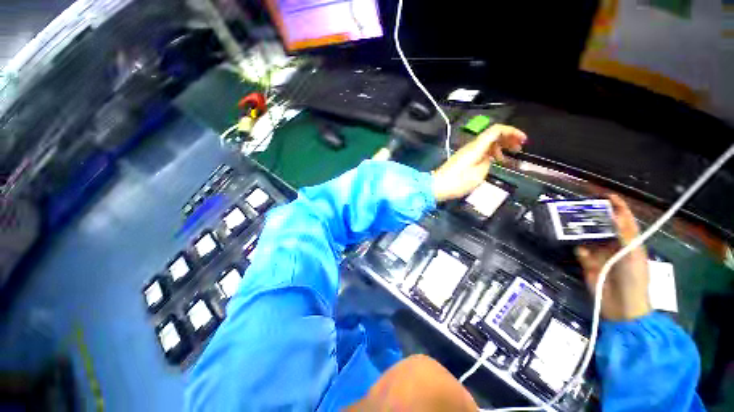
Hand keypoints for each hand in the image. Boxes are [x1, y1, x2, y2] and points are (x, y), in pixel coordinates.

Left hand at [431, 124, 526, 201]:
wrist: (436, 187)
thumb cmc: (457, 182)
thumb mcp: (478, 175)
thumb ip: (487, 163)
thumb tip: (489, 158)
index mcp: (476, 147)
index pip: (495, 130)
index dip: (511, 131)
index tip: (523, 140)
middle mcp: (470, 147)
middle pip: (491, 136)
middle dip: (507, 139)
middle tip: (519, 149)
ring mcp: (465, 153)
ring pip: (486, 144)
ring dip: (499, 148)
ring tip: (508, 158)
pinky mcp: (462, 159)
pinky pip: (480, 152)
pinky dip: (490, 154)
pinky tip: (494, 162)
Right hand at [574, 195, 651, 320]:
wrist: (622, 306)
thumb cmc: (634, 279)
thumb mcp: (633, 254)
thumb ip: (623, 234)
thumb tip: (613, 213)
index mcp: (630, 242)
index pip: (624, 219)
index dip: (617, 206)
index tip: (606, 195)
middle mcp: (614, 245)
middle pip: (602, 226)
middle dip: (593, 216)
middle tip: (579, 206)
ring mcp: (599, 254)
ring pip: (588, 236)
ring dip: (581, 230)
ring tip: (570, 220)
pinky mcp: (587, 262)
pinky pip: (579, 250)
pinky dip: (576, 246)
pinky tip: (573, 244)